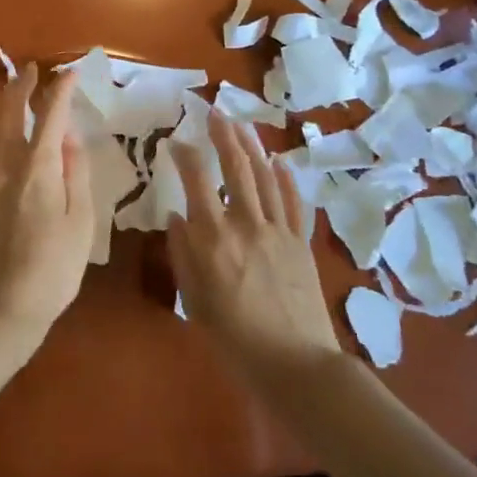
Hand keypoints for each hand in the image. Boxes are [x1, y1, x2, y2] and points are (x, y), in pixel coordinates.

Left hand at [0, 63, 96, 361]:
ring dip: (2, 101)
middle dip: (25, 86)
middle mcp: (9, 163)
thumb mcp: (81, 222)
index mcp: (41, 168)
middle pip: (14, 112)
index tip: (70, 73)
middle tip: (35, 70)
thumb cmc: (54, 268)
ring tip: (11, 83)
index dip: (61, 91)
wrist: (5, 306)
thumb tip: (70, 137)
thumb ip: (76, 174)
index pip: (52, 117)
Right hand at [168, 110, 342, 390]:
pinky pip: (295, 202)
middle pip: (236, 168)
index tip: (175, 142)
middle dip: (224, 135)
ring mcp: (279, 230)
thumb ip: (183, 254)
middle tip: (215, 112)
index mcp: (214, 238)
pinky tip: (280, 162)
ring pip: (266, 177)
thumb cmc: (234, 338)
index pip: (196, 181)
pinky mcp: (301, 243)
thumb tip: (177, 217)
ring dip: (253, 146)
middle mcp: (246, 223)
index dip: (185, 155)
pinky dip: (287, 179)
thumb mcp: (194, 299)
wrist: (295, 364)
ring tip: (242, 124)